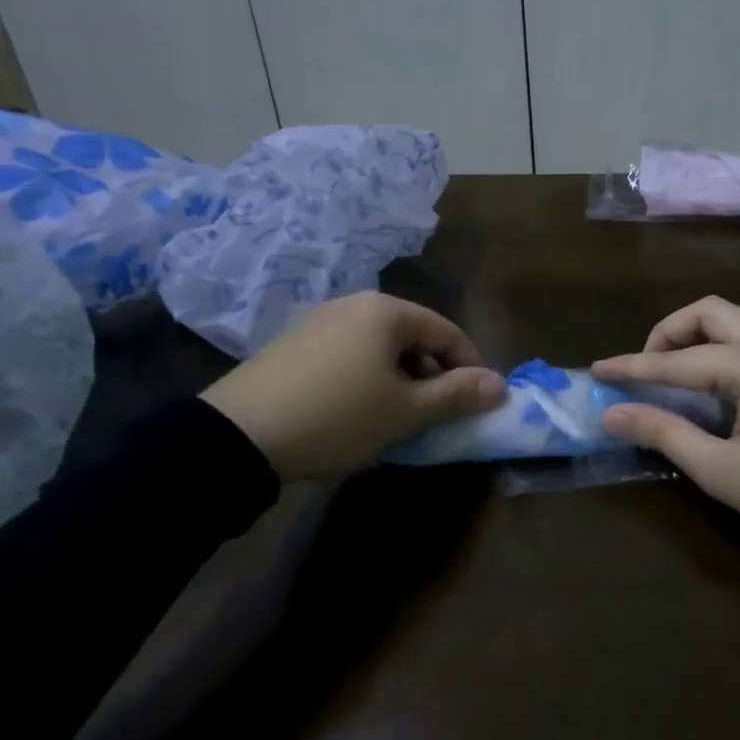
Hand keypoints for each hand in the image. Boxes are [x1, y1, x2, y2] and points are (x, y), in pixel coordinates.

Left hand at [201, 293, 505, 480]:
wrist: (239, 435)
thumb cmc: (338, 416)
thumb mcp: (405, 412)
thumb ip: (457, 395)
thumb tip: (501, 386)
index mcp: (387, 311)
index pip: (448, 332)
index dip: (471, 368)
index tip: (480, 403)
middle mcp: (354, 304)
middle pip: (414, 337)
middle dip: (434, 376)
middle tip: (438, 416)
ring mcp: (320, 321)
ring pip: (381, 348)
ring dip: (402, 380)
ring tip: (399, 418)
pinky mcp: (295, 344)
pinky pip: (350, 355)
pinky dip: (369, 379)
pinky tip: (358, 412)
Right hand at [593, 297, 739, 557]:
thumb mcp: (721, 470)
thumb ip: (664, 433)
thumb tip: (612, 413)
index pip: (675, 361)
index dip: (632, 367)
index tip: (596, 370)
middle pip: (710, 311)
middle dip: (670, 331)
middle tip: (649, 366)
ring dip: (706, 329)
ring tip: (687, 364)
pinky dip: (735, 338)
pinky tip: (730, 375)